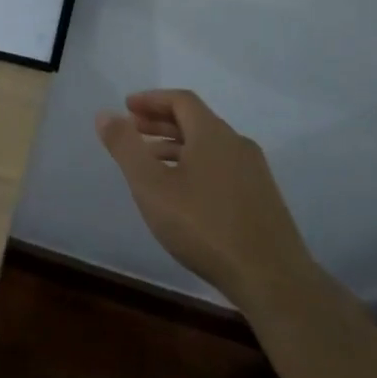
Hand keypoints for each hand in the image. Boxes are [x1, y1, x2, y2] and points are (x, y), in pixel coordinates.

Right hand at [96, 90, 313, 306]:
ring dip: (176, 145)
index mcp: (213, 134)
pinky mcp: (262, 198)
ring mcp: (254, 172)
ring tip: (150, 162)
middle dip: (161, 121)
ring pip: (209, 146)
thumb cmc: (203, 226)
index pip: (181, 100)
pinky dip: (195, 164)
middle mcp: (237, 144)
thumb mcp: (151, 186)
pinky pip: (222, 166)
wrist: (272, 278)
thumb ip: (126, 148)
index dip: (151, 99)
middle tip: (133, 130)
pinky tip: (183, 192)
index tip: (126, 106)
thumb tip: (105, 114)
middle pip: (196, 120)